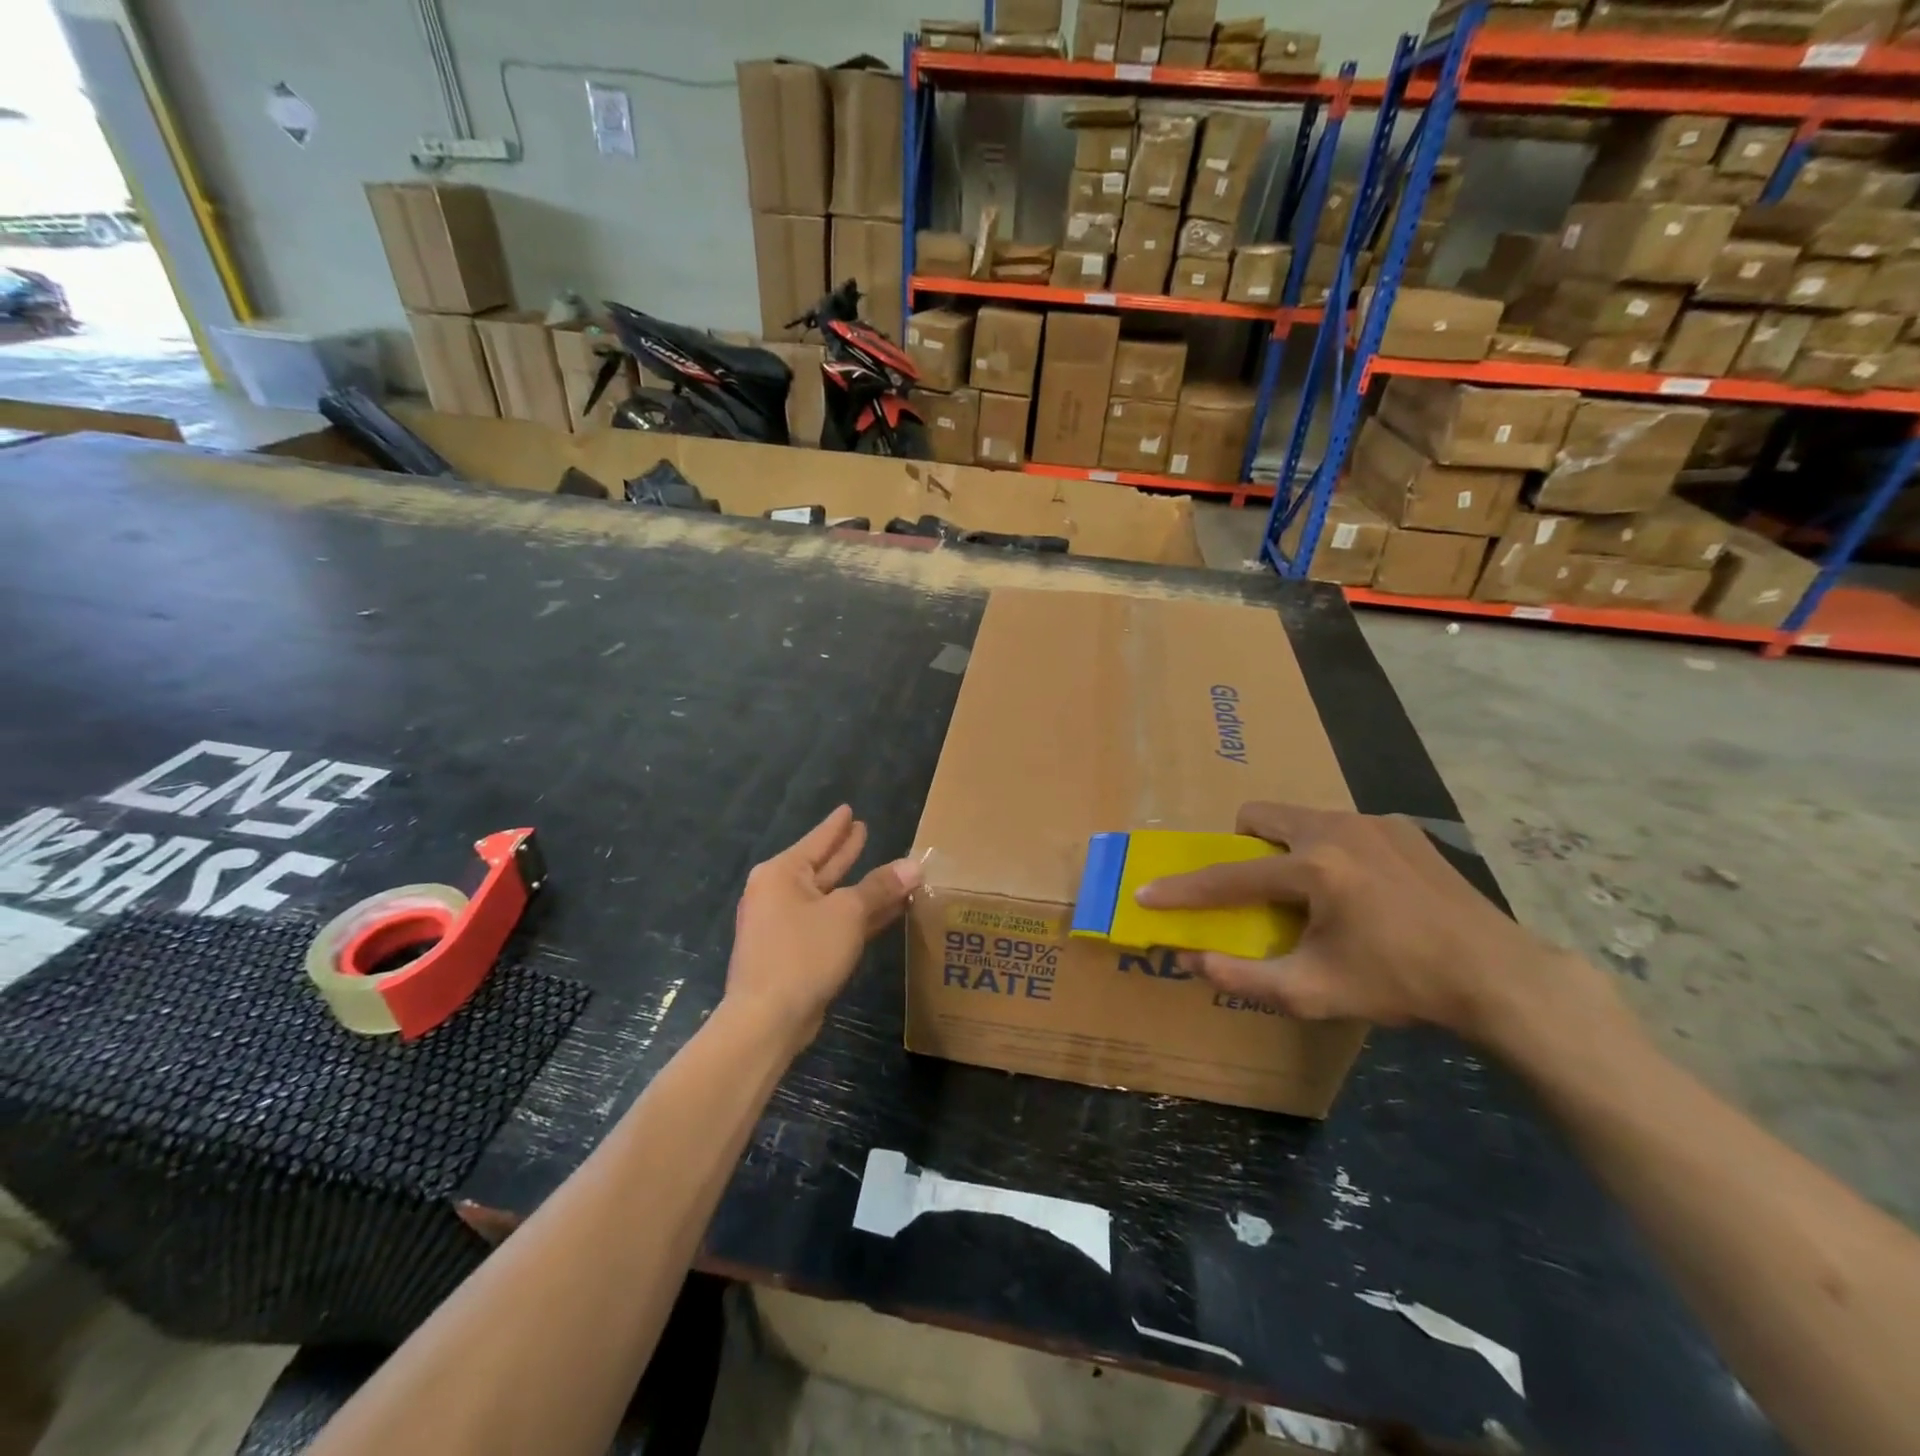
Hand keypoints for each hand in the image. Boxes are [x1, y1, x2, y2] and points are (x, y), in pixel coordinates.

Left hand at [725, 806, 920, 1048]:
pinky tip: (882, 913)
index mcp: (781, 874)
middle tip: (863, 830)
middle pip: (821, 867)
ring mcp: (784, 925)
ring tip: (887, 870)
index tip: (849, 809)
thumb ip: (880, 887)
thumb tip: (914, 865)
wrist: (767, 1019)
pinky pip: (829, 923)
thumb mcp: (847, 914)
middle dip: (845, 852)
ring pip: (829, 898)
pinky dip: (853, 916)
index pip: (817, 841)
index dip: (837, 826)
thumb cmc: (803, 953)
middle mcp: (778, 894)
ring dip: (858, 888)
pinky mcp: (794, 953)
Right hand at [1135, 803, 1612, 1047]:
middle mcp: (1337, 829)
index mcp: (1314, 868)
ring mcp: (1373, 822)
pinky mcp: (1401, 827)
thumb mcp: (1314, 992)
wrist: (1497, 975)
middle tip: (1257, 887)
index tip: (1148, 893)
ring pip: (1302, 818)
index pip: (1229, 876)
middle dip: (1243, 847)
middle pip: (1260, 816)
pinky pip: (1341, 826)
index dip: (1184, 889)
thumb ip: (1244, 977)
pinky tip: (1362, 890)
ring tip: (1313, 892)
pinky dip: (1330, 850)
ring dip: (1287, 847)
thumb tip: (1192, 959)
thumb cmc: (1399, 984)